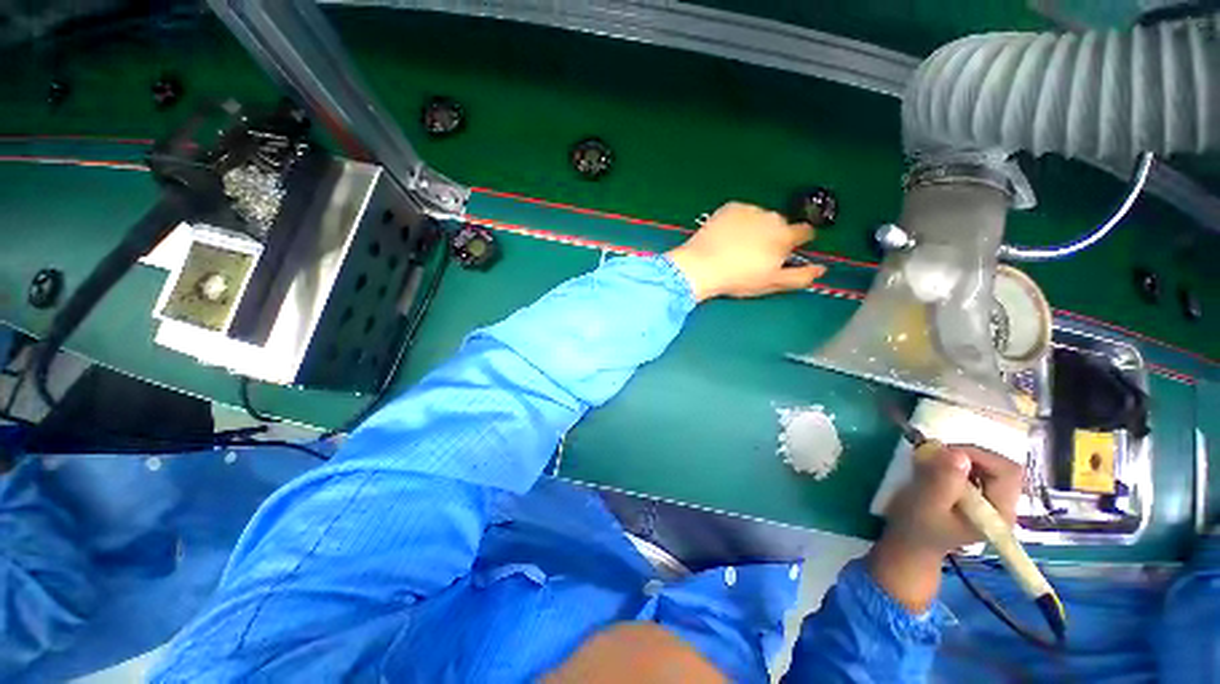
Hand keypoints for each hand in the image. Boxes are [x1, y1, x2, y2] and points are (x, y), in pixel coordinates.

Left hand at [665, 202, 825, 301]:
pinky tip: (726, 236)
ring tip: (737, 246)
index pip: (804, 232)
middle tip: (754, 253)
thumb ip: (800, 276)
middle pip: (780, 224)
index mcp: (785, 236)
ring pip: (759, 218)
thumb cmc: (738, 278)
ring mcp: (750, 209)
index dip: (797, 241)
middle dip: (772, 236)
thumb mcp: (771, 282)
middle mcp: (771, 217)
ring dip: (754, 227)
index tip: (786, 250)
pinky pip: (740, 213)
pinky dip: (737, 221)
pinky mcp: (730, 207)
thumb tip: (821, 270)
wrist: (701, 266)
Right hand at [869, 445, 1023, 611]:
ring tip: (932, 464)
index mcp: (999, 514)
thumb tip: (958, 454)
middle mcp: (1004, 507)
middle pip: (1000, 467)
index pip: (1007, 472)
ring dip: (959, 459)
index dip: (978, 456)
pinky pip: (976, 471)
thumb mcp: (925, 504)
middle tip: (935, 457)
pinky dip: (955, 464)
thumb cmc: (916, 527)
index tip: (944, 454)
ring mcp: (992, 503)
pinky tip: (936, 471)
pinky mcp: (979, 498)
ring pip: (987, 467)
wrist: (909, 544)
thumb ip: (942, 481)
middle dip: (967, 455)